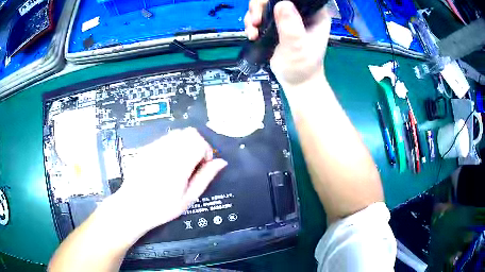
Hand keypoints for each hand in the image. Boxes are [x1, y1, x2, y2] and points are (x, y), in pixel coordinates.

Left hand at [107, 128, 226, 236]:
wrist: (132, 207)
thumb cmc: (162, 207)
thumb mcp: (188, 198)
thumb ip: (205, 177)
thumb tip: (221, 162)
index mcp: (179, 163)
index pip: (199, 142)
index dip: (206, 151)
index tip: (203, 166)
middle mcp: (166, 150)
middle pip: (189, 133)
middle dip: (197, 144)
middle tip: (194, 163)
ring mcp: (154, 147)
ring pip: (177, 133)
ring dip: (185, 144)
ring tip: (180, 163)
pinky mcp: (145, 148)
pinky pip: (164, 139)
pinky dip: (172, 145)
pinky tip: (166, 163)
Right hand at [244, 0, 330, 88]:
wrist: (296, 81)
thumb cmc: (302, 67)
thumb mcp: (298, 47)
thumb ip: (291, 27)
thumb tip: (282, 4)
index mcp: (315, 14)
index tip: (268, 8)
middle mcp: (301, 12)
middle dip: (260, 7)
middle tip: (255, 21)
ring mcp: (288, 18)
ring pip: (265, 5)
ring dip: (253, 15)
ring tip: (252, 30)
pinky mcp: (277, 25)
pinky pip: (260, 15)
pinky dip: (252, 23)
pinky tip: (252, 34)